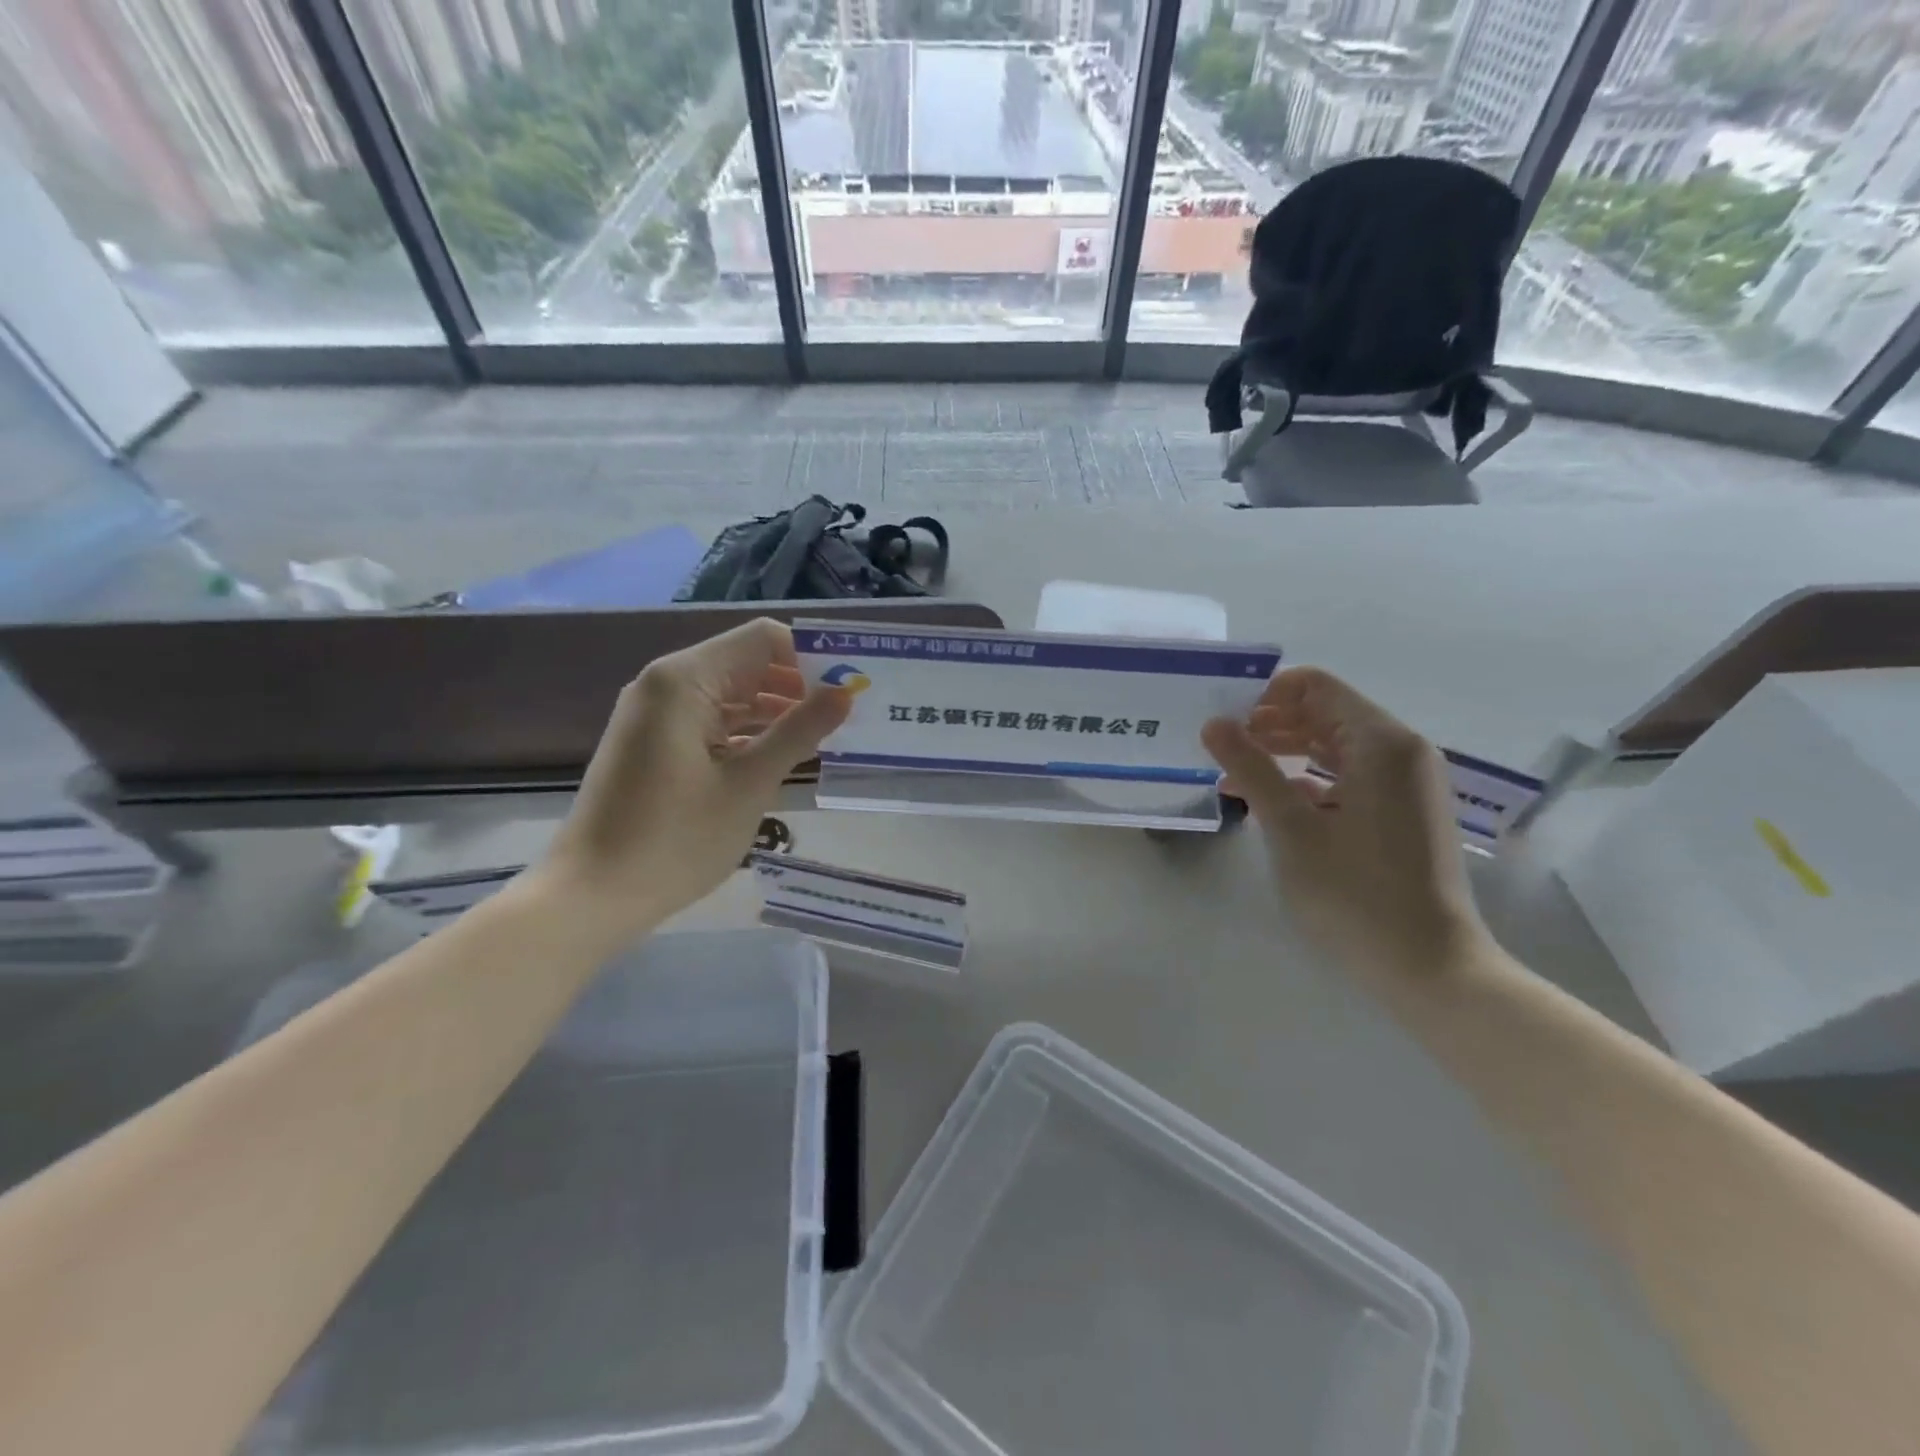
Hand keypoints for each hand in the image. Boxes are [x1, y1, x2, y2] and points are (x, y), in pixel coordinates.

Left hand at [536, 619, 849, 941]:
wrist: (592, 896)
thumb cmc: (675, 840)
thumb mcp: (749, 784)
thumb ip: (799, 731)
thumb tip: (844, 692)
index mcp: (685, 680)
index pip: (763, 639)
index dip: (811, 655)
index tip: (850, 686)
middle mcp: (667, 684)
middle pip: (747, 662)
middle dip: (798, 684)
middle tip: (849, 714)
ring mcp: (657, 714)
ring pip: (732, 693)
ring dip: (777, 710)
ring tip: (827, 736)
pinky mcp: (655, 742)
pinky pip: (713, 720)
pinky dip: (749, 731)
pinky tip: (784, 755)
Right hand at [1203, 667, 1488, 978]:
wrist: (1429, 969)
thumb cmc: (1355, 894)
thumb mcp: (1291, 828)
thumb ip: (1251, 768)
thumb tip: (1214, 723)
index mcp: (1382, 742)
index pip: (1315, 686)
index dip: (1264, 695)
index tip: (1223, 722)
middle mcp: (1401, 751)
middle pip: (1325, 713)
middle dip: (1269, 724)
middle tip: (1219, 749)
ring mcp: (1406, 783)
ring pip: (1334, 746)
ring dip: (1283, 753)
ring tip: (1234, 776)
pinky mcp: (1402, 812)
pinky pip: (1348, 776)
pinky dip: (1307, 779)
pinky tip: (1270, 803)